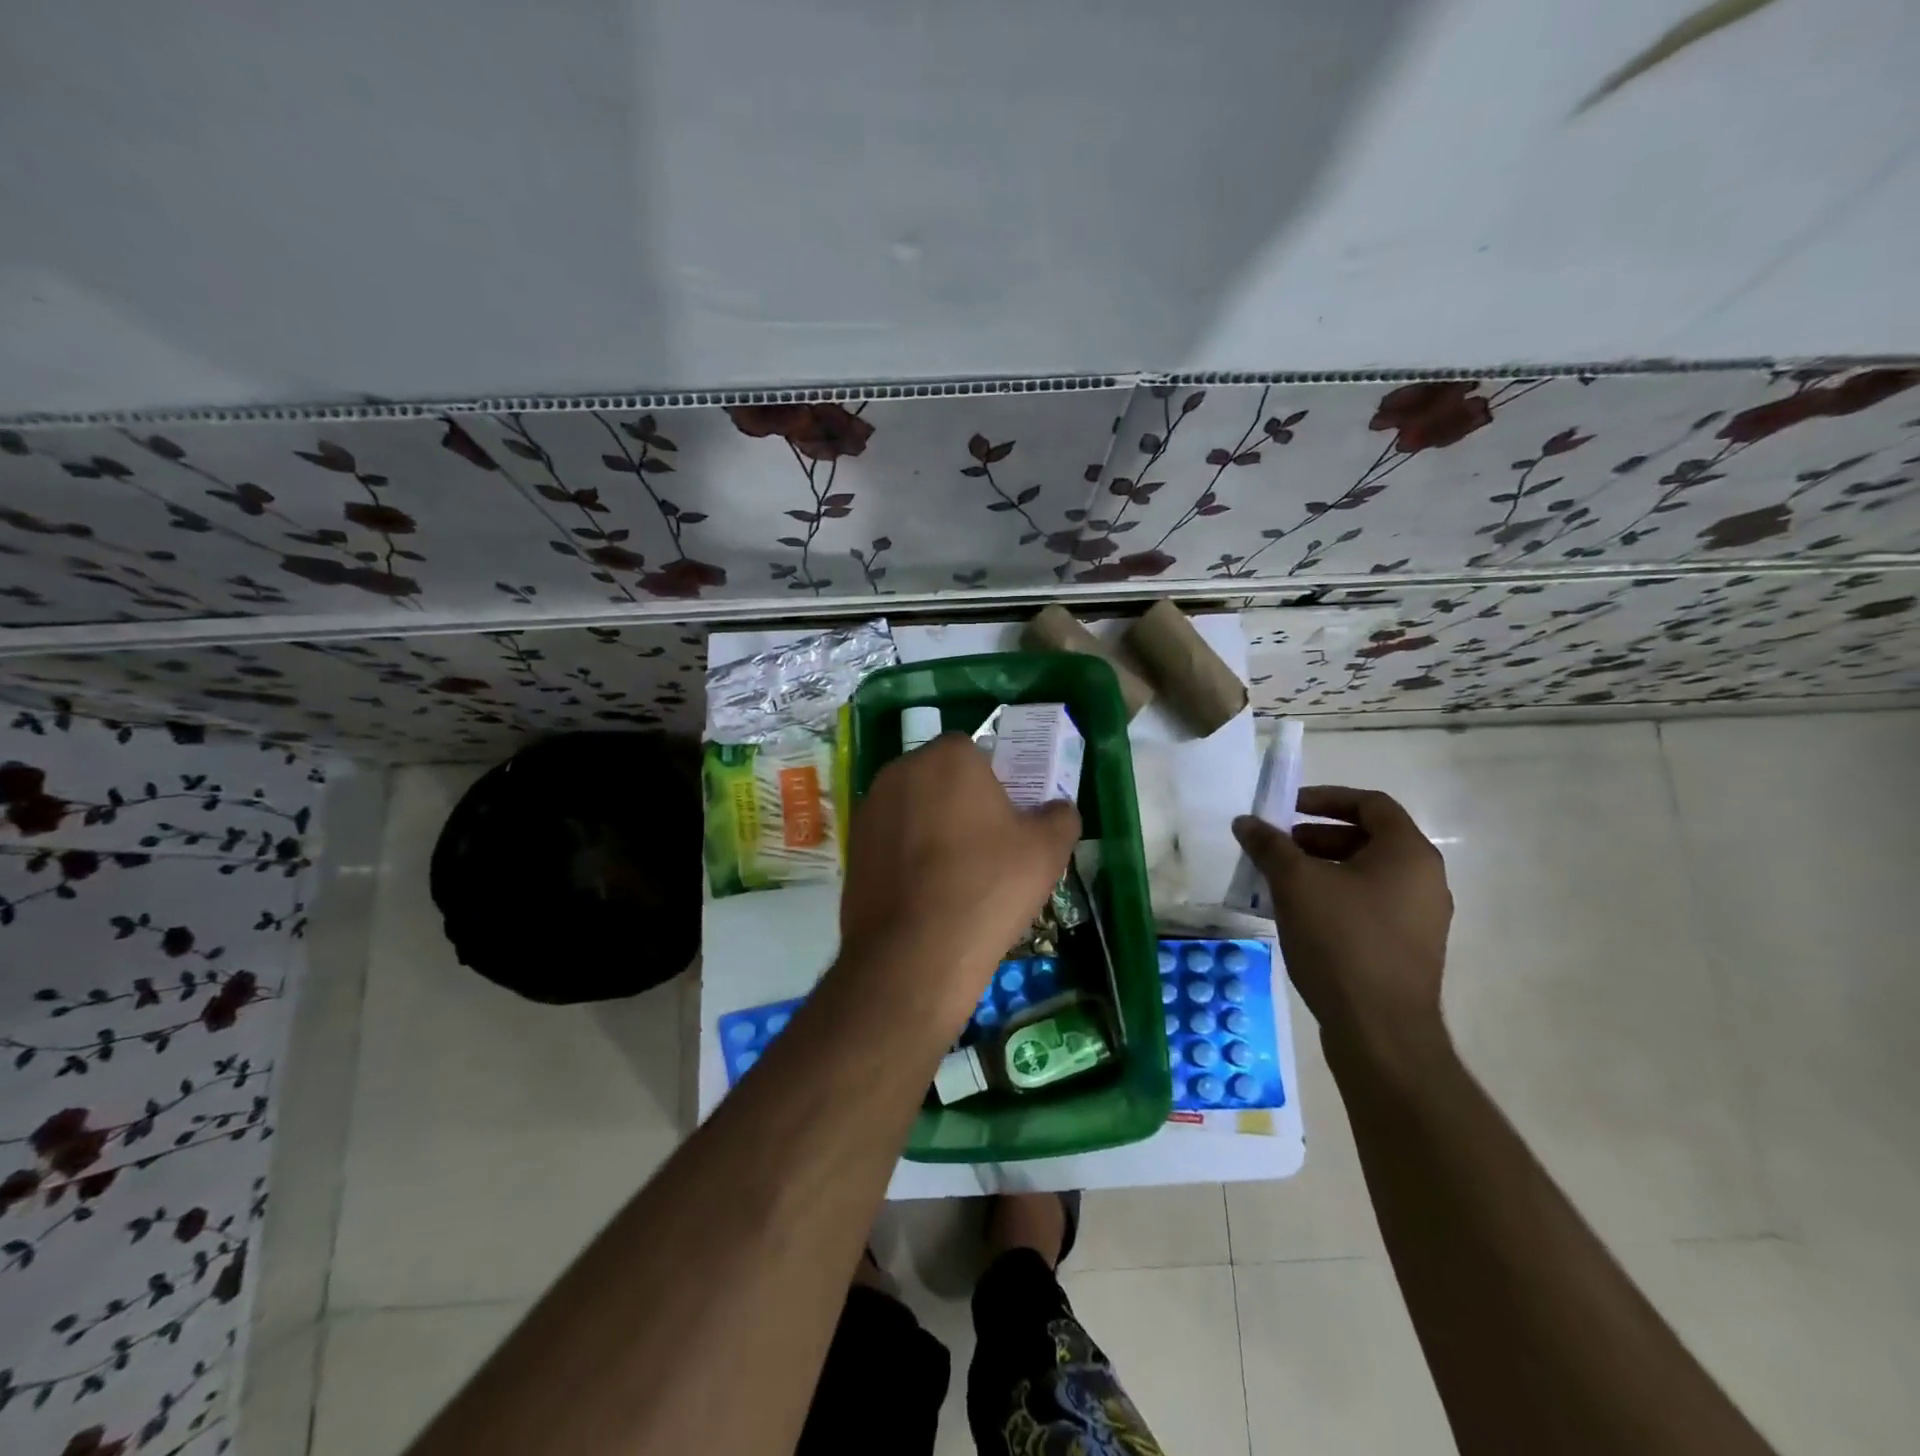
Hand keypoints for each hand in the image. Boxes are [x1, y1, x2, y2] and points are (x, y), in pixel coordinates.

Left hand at [840, 734, 1079, 1035]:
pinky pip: (889, 839)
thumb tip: (1057, 809)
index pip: (975, 751)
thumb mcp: (1048, 850)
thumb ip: (1060, 816)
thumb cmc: (988, 886)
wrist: (915, 952)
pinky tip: (923, 893)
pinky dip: (905, 855)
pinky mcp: (851, 846)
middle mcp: (901, 770)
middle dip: (958, 800)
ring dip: (929, 826)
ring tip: (952, 874)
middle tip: (984, 845)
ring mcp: (869, 808)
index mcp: (949, 756)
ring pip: (911, 807)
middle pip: (939, 776)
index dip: (993, 781)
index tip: (1006, 817)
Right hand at [1232, 786, 1452, 1051]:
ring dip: (1322, 868)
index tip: (1287, 808)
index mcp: (1409, 854)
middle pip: (1368, 839)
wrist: (1380, 1031)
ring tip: (1280, 882)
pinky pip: (1369, 906)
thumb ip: (1270, 846)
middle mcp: (1424, 880)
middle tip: (1278, 847)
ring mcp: (1419, 918)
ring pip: (1366, 875)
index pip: (1371, 804)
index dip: (1325, 798)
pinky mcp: (1407, 949)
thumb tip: (1246, 822)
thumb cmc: (1341, 941)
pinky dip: (1334, 897)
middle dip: (1317, 837)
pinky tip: (1300, 916)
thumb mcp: (1295, 884)